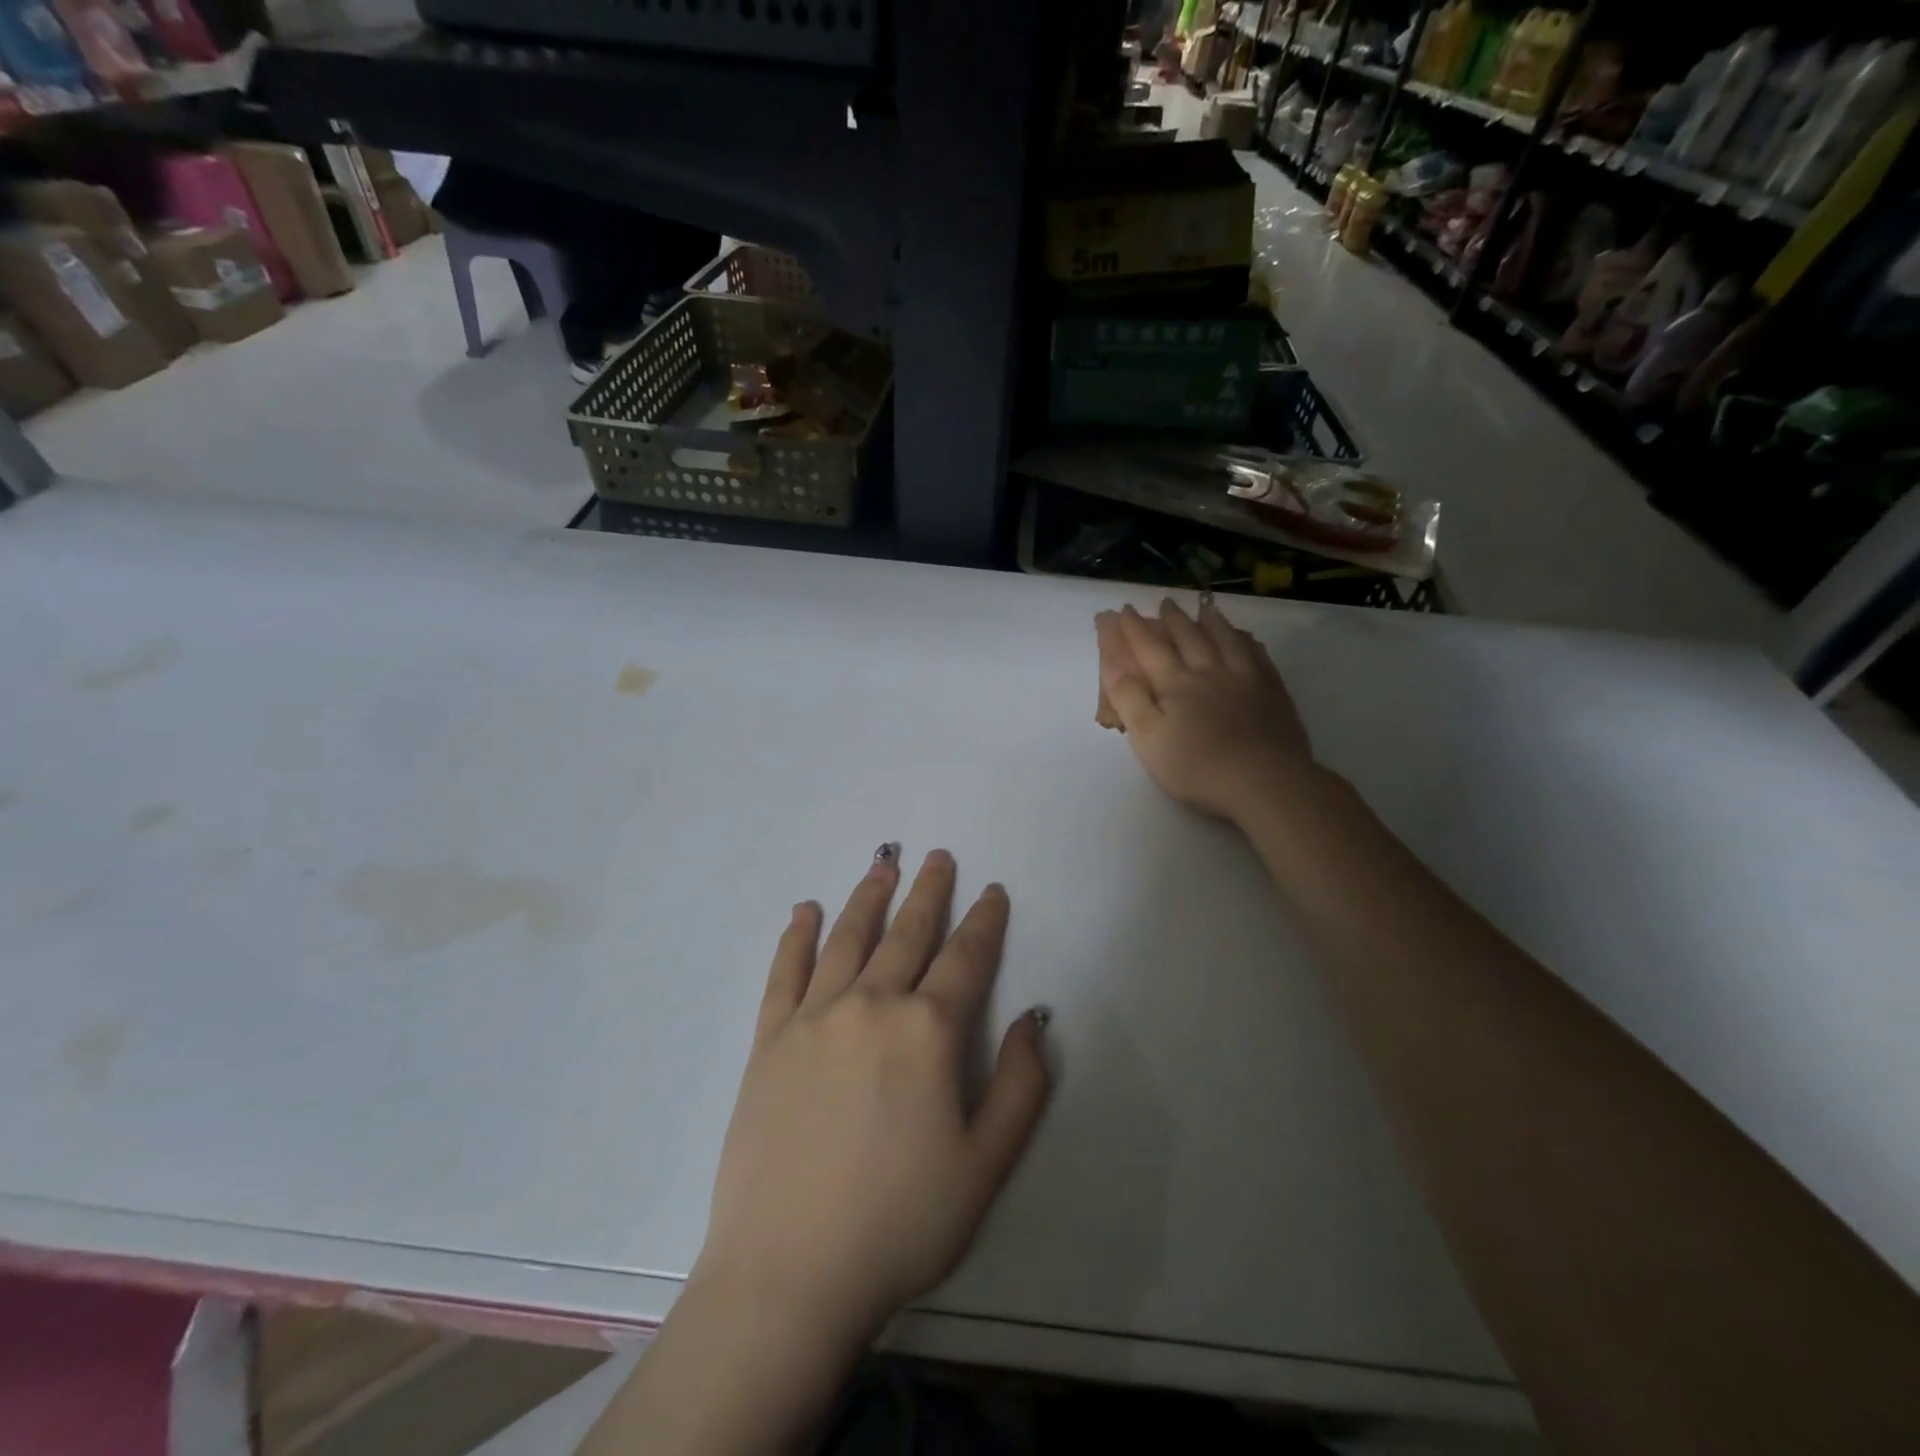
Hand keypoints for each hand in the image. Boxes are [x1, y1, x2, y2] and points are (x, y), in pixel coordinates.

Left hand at [693, 849, 1052, 1344]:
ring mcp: (814, 1017)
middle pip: (907, 933)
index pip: (966, 958)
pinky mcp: (769, 1039)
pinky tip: (805, 911)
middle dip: (928, 892)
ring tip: (883, 862)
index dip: (984, 921)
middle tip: (937, 856)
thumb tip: (1034, 1018)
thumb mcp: (986, 1165)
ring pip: (848, 938)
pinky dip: (797, 936)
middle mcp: (871, 1005)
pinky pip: (785, 972)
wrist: (789, 1272)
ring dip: (869, 896)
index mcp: (927, 1030)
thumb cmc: (900, 1223)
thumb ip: (1022, 1086)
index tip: (992, 890)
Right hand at [1096, 598, 1315, 822]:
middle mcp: (1210, 673)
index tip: (1125, 610)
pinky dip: (1248, 642)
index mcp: (1176, 685)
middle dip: (1173, 620)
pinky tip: (1247, 638)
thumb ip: (1130, 701)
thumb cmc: (1199, 767)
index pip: (1151, 649)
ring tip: (1205, 608)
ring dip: (1212, 622)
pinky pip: (1258, 656)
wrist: (1266, 782)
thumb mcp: (1149, 740)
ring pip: (1226, 641)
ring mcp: (1246, 680)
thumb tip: (1114, 667)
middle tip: (1165, 603)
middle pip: (1189, 638)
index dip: (1135, 630)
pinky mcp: (1273, 693)